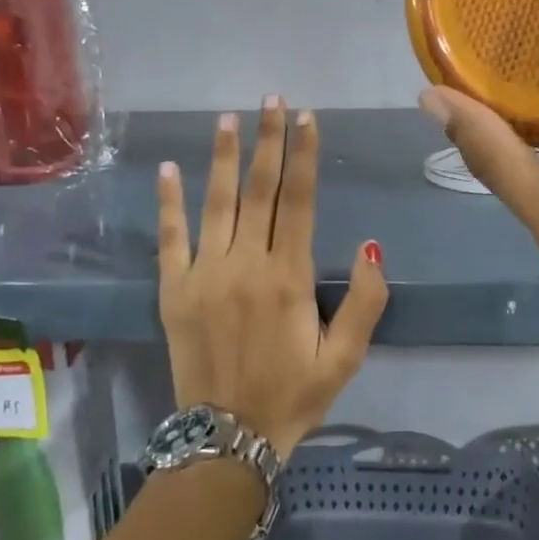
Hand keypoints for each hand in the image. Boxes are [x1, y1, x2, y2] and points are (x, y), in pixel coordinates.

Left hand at [157, 98, 387, 459]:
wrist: (226, 440)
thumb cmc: (294, 395)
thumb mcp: (346, 357)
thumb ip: (367, 300)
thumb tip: (370, 243)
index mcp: (289, 277)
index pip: (300, 201)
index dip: (304, 156)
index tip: (307, 118)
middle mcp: (246, 265)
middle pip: (260, 190)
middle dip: (268, 141)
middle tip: (272, 99)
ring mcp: (204, 274)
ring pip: (217, 203)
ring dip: (223, 157)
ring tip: (228, 118)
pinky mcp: (173, 291)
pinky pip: (170, 238)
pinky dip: (169, 202)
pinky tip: (168, 168)